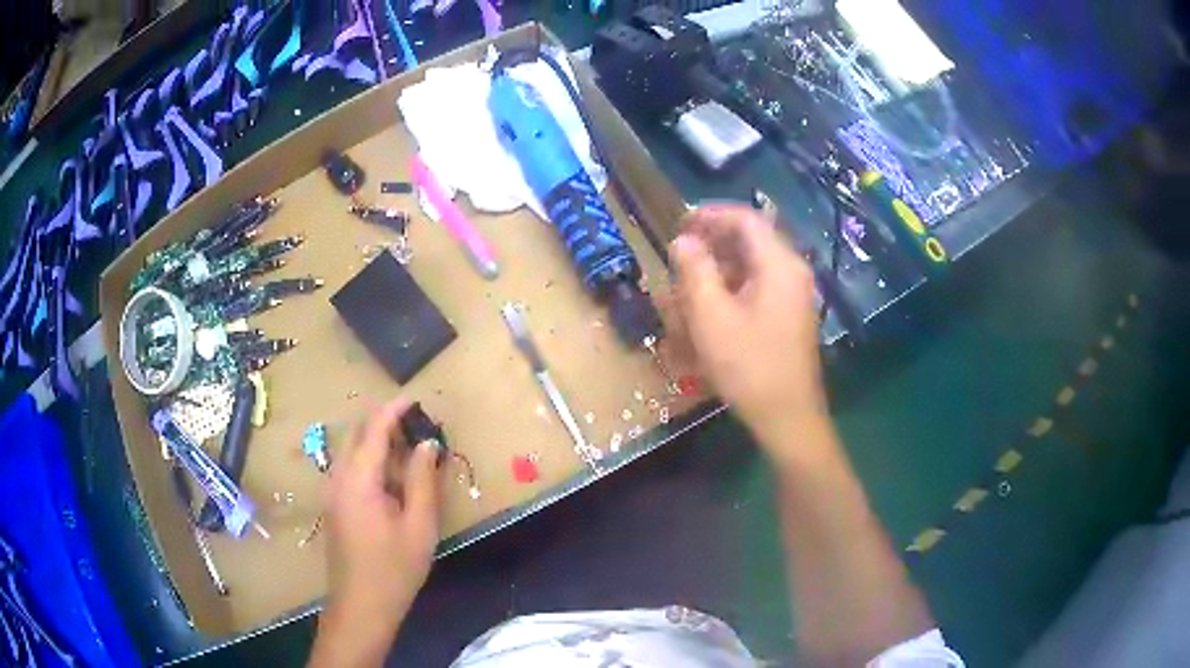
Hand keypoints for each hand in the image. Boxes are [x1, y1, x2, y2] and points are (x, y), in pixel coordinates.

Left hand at [324, 399, 441, 631]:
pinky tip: (391, 477)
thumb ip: (422, 480)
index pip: (373, 429)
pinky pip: (350, 468)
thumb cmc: (394, 568)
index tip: (417, 400)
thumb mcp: (419, 526)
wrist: (361, 606)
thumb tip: (427, 444)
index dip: (394, 410)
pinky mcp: (334, 505)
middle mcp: (338, 477)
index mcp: (358, 479)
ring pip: (352, 450)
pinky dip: (370, 460)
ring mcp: (332, 491)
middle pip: (357, 434)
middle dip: (384, 422)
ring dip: (377, 441)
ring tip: (409, 449)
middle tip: (418, 426)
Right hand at [668, 205, 827, 456]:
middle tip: (678, 261)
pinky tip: (706, 315)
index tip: (678, 224)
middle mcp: (791, 271)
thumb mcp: (712, 317)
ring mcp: (793, 295)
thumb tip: (683, 240)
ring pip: (750, 267)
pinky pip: (756, 289)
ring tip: (685, 293)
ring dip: (716, 273)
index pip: (745, 219)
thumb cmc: (749, 366)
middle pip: (748, 241)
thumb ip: (695, 270)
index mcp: (779, 264)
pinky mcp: (788, 316)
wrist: (787, 417)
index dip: (710, 215)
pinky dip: (729, 293)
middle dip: (710, 247)